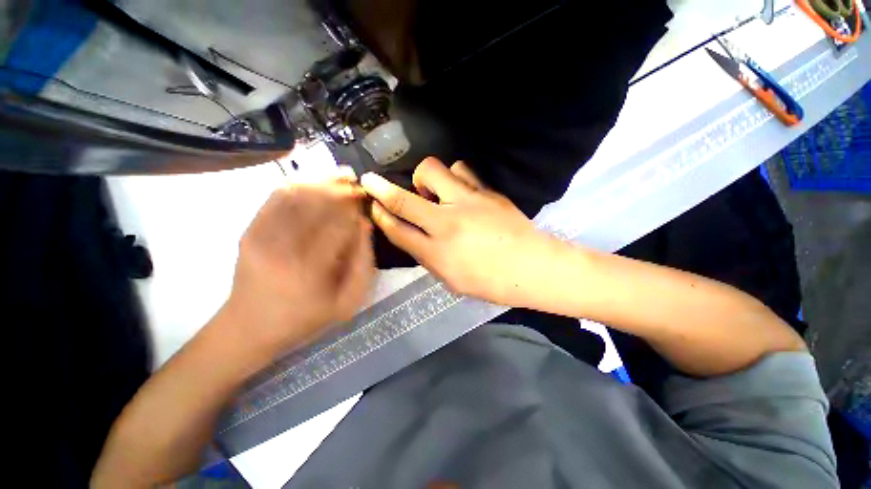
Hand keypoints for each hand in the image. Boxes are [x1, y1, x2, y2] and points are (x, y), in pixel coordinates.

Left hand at [224, 178, 374, 356]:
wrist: (249, 327)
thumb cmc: (306, 317)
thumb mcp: (347, 302)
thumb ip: (363, 264)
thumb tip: (365, 224)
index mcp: (312, 268)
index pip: (340, 222)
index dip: (356, 207)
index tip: (367, 200)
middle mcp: (284, 246)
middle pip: (318, 202)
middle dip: (342, 189)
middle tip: (357, 184)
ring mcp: (262, 235)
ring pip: (297, 194)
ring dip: (322, 182)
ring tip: (341, 178)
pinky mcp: (249, 230)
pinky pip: (276, 197)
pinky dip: (298, 185)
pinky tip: (315, 184)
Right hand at [361, 157, 563, 304]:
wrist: (532, 267)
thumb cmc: (490, 282)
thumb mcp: (451, 280)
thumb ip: (428, 256)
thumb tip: (413, 235)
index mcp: (437, 253)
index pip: (397, 230)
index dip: (380, 216)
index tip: (372, 205)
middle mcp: (447, 223)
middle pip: (404, 199)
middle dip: (380, 188)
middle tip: (372, 181)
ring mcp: (468, 202)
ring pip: (432, 170)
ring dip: (425, 179)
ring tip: (434, 192)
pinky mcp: (486, 191)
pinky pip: (461, 170)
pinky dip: (453, 177)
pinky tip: (459, 190)